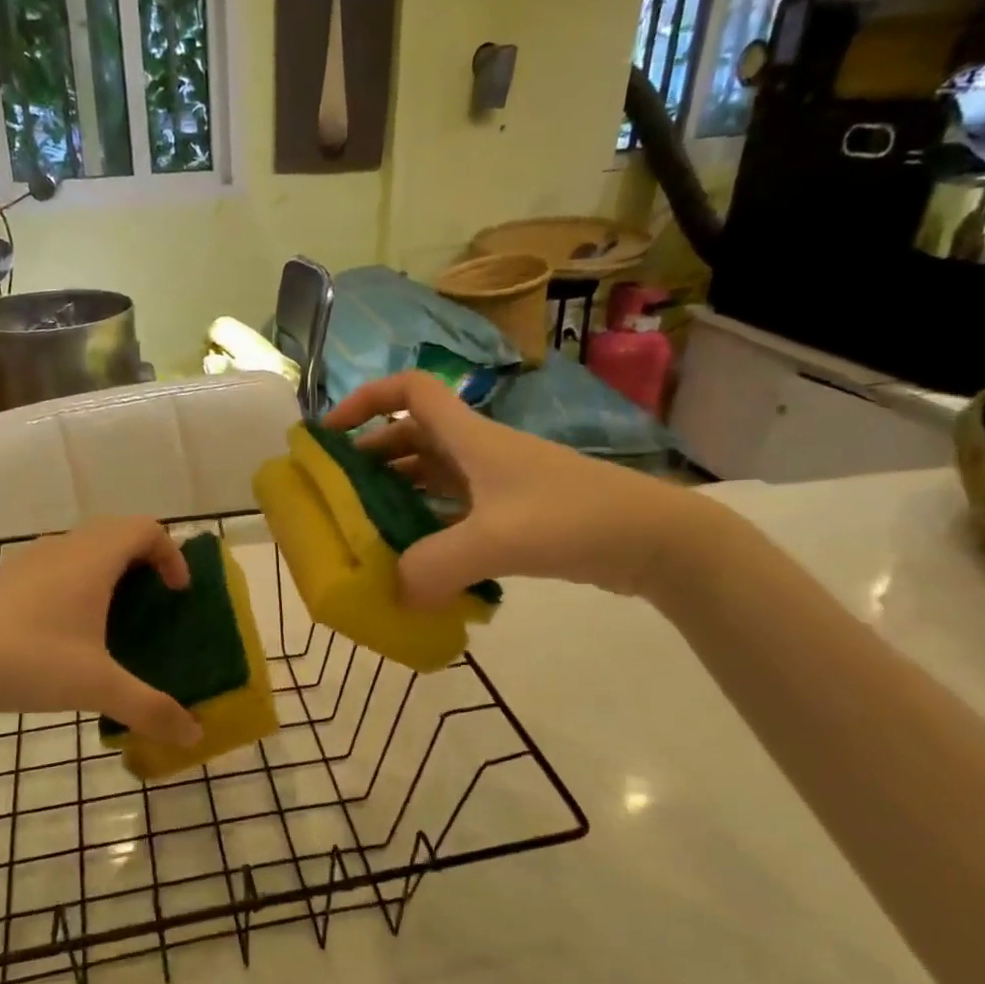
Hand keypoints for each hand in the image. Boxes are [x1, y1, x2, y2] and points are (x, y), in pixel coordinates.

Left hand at [0, 517, 203, 744]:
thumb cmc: (27, 659)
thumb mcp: (96, 687)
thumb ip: (150, 708)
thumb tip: (195, 735)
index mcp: (94, 558)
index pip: (147, 529)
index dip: (172, 555)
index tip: (177, 594)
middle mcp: (66, 547)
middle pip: (118, 532)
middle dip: (145, 560)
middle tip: (154, 602)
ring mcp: (31, 560)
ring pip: (85, 547)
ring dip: (110, 571)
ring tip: (114, 619)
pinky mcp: (6, 579)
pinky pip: (58, 565)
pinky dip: (79, 583)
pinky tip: (67, 633)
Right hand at [324, 372, 711, 603]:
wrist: (653, 539)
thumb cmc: (573, 518)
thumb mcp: (496, 540)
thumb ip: (435, 566)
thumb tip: (394, 592)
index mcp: (470, 437)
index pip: (410, 391)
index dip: (366, 400)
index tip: (331, 432)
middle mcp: (479, 452)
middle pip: (412, 436)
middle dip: (371, 455)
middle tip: (339, 491)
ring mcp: (498, 483)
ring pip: (432, 474)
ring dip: (398, 491)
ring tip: (367, 527)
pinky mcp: (513, 513)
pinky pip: (454, 509)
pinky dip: (429, 524)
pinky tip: (417, 558)